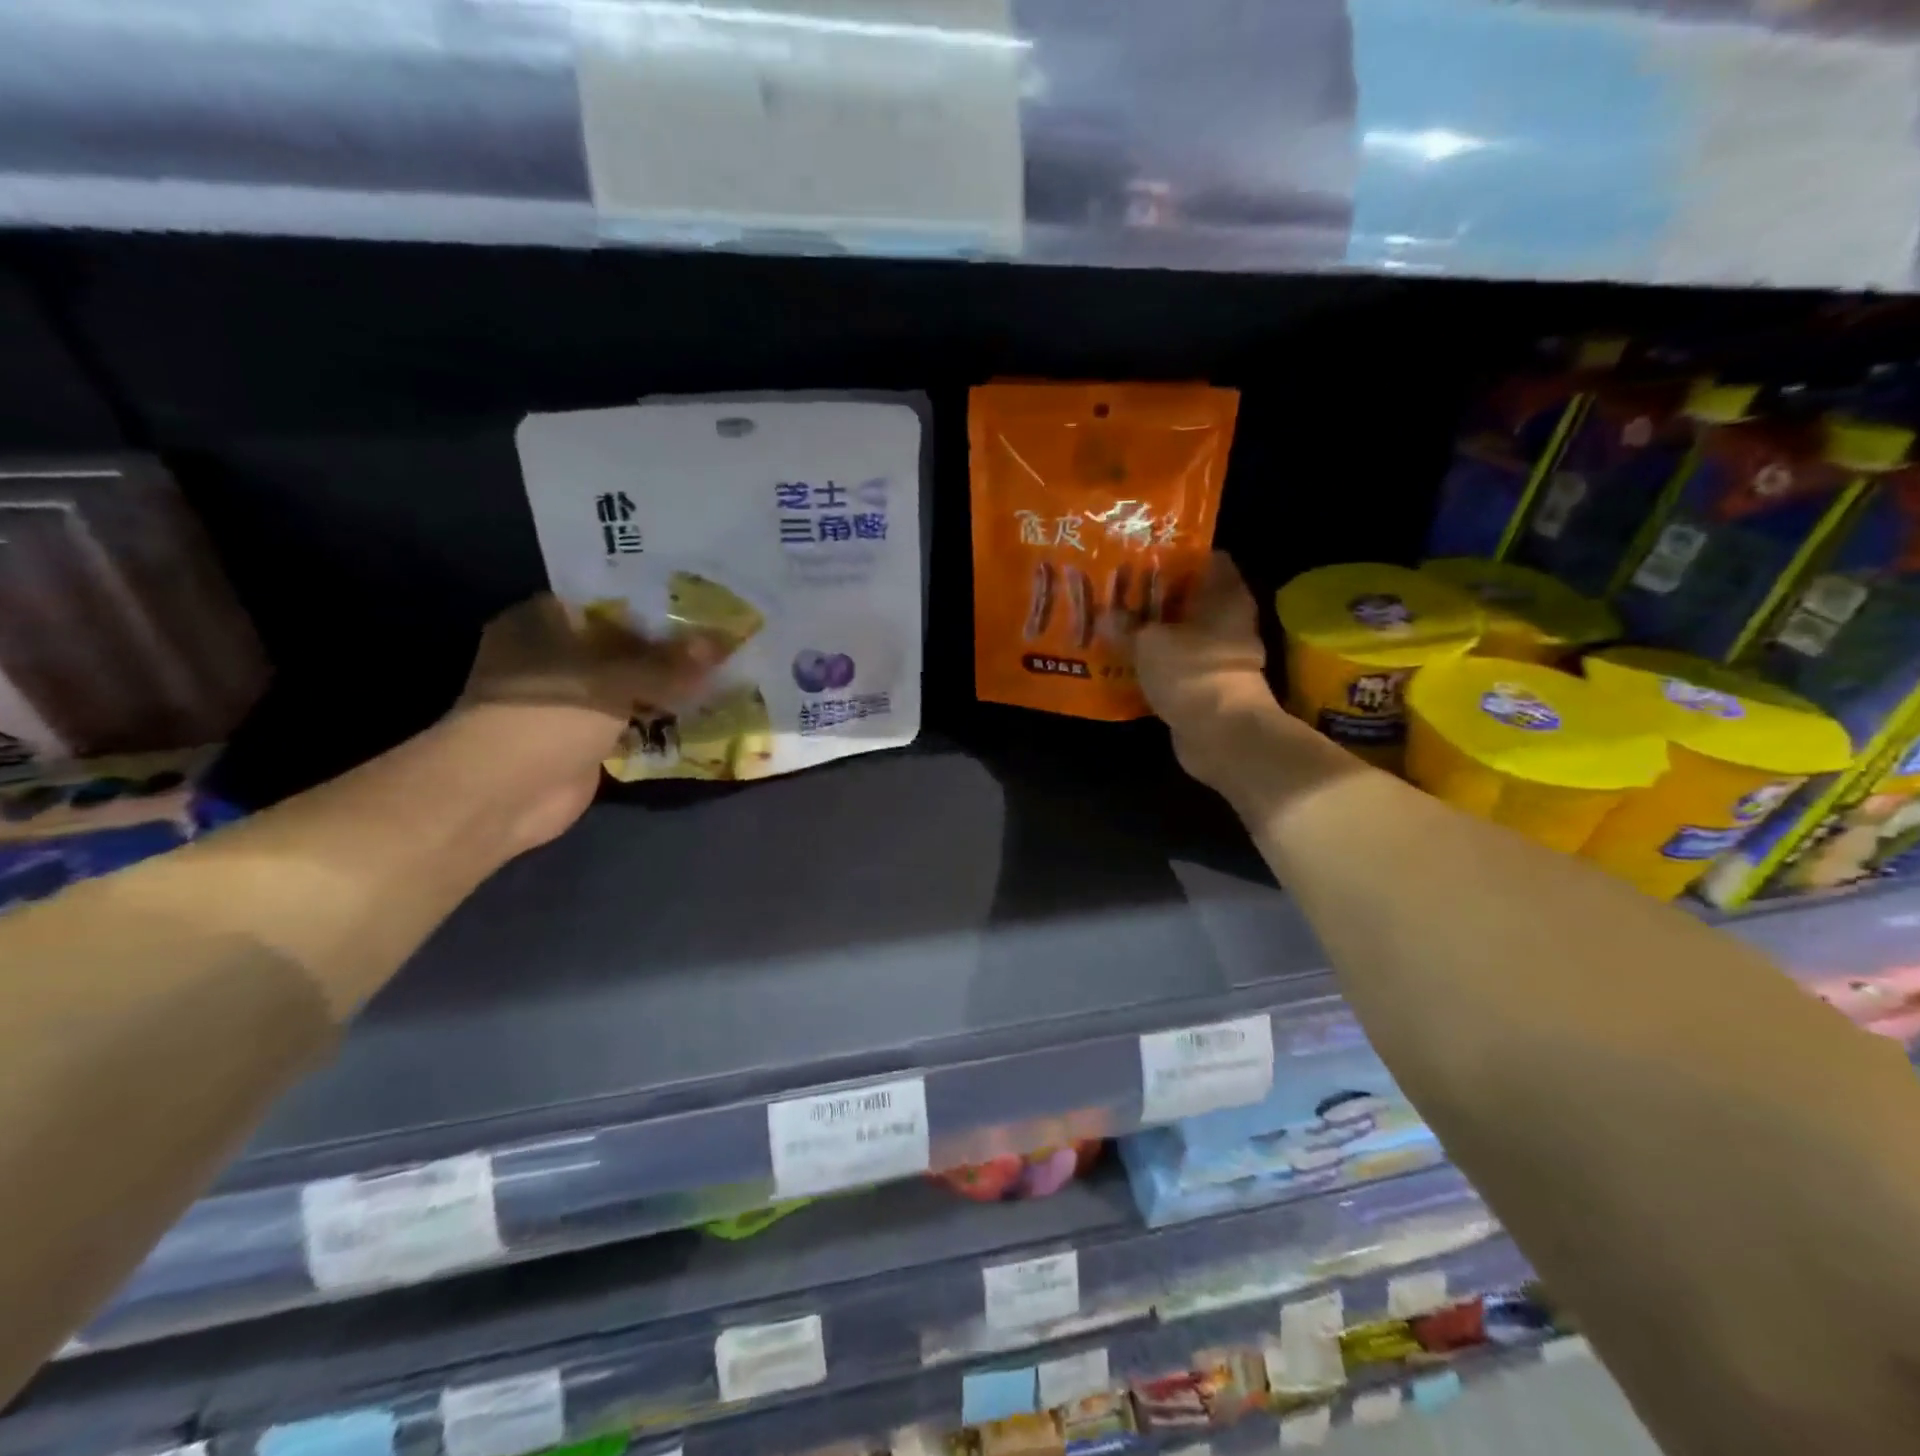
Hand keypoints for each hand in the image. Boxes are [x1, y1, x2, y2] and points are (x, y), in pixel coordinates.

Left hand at [448, 594, 717, 850]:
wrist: (505, 793)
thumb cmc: (550, 713)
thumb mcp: (617, 678)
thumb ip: (671, 661)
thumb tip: (724, 643)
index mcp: (544, 620)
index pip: (610, 597)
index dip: (656, 598)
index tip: (702, 598)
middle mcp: (553, 653)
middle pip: (624, 642)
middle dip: (670, 644)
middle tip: (723, 634)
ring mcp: (568, 698)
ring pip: (630, 682)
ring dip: (668, 683)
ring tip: (723, 668)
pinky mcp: (583, 736)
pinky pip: (632, 718)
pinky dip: (660, 717)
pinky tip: (702, 708)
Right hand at [1134, 553, 1309, 797]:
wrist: (1220, 734)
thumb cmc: (1191, 671)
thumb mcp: (1148, 641)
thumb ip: (1125, 624)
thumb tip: (1105, 614)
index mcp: (1224, 595)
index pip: (1206, 558)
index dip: (1174, 554)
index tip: (1141, 553)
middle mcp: (1228, 619)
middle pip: (1190, 596)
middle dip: (1156, 594)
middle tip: (1117, 588)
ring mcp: (1220, 654)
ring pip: (1181, 632)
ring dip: (1153, 630)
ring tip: (1114, 621)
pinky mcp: (1207, 684)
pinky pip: (1177, 663)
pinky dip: (1156, 661)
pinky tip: (1125, 658)